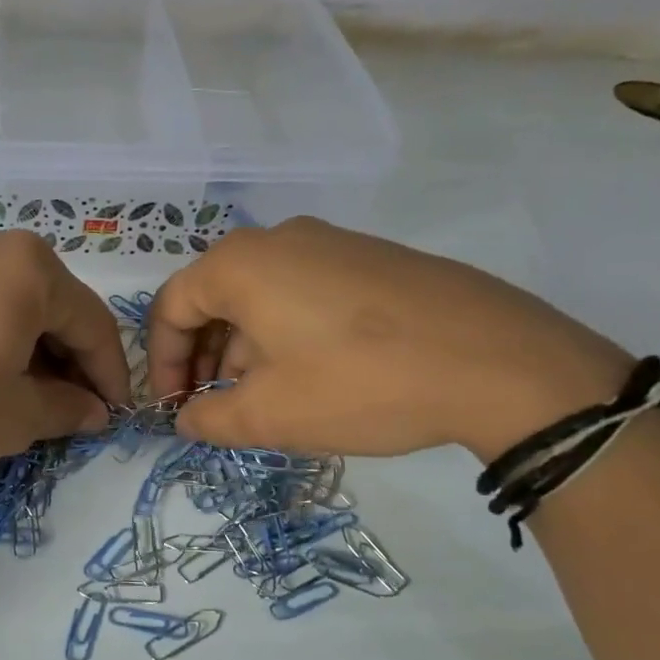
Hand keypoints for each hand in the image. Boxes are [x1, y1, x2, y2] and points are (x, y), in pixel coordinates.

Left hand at [0, 220, 130, 491]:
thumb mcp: (10, 419)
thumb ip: (64, 408)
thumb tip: (91, 410)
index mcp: (26, 267)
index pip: (92, 322)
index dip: (110, 374)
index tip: (113, 415)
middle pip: (48, 304)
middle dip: (66, 360)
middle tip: (69, 411)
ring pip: (4, 302)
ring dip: (25, 350)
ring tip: (21, 400)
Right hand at [146, 218, 631, 459]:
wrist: (497, 361)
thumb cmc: (360, 384)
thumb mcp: (270, 416)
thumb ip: (210, 419)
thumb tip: (187, 417)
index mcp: (241, 265)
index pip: (172, 306)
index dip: (162, 360)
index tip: (175, 406)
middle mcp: (281, 240)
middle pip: (214, 296)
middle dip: (202, 356)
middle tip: (211, 404)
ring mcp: (333, 243)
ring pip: (261, 295)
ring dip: (244, 348)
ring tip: (260, 398)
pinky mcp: (374, 259)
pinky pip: (305, 292)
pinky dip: (286, 332)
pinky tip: (311, 376)